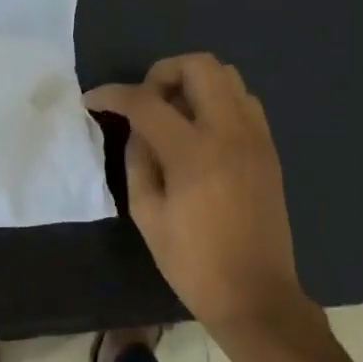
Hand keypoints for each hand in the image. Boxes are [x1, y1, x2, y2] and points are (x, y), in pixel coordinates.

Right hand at [86, 54, 308, 329]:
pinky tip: (201, 132)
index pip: (146, 102)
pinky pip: (245, 102)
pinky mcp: (269, 149)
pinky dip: (218, 101)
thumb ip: (138, 161)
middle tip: (145, 102)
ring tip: (173, 115)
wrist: (256, 295)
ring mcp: (256, 138)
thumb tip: (137, 131)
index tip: (93, 100)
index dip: (113, 94)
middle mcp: (230, 132)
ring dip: (194, 83)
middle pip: (200, 65)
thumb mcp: (147, 215)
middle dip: (162, 72)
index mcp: (193, 153)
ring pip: (228, 76)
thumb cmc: (192, 263)